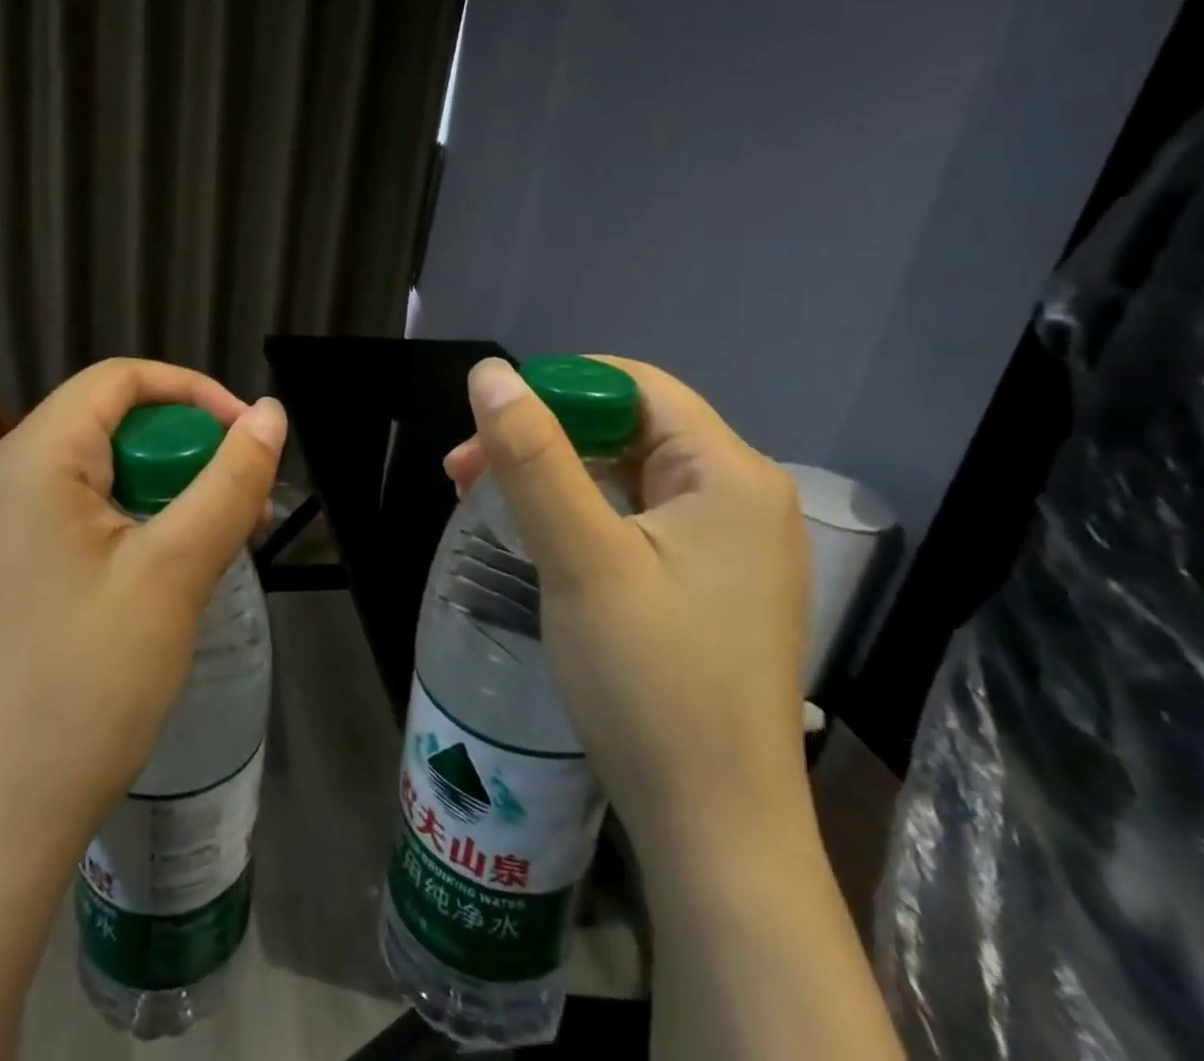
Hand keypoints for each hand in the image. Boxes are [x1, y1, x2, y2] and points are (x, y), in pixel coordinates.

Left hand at [0, 358, 285, 1060]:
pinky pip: (75, 513)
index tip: (249, 437)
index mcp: (32, 458)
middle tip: (243, 502)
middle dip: (186, 449)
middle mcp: (1, 476)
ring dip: (165, 489)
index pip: (120, 380)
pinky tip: (167, 568)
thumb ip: (229, 481)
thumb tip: (271, 415)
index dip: (195, 393)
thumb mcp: (175, 571)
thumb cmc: (87, 681)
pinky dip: (131, 521)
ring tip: (220, 539)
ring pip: (97, 471)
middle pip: (109, 423)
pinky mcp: (1, 567)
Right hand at [446, 356, 809, 870]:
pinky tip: (534, 537)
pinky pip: (634, 518)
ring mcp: (728, 544)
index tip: (486, 426)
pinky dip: (577, 514)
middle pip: (627, 428)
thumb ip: (534, 458)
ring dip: (550, 476)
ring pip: (624, 474)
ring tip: (481, 500)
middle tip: (463, 472)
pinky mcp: (708, 583)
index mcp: (729, 474)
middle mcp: (740, 496)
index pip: (634, 385)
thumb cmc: (649, 682)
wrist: (713, 829)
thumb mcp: (580, 558)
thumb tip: (490, 373)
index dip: (555, 389)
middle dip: (540, 438)